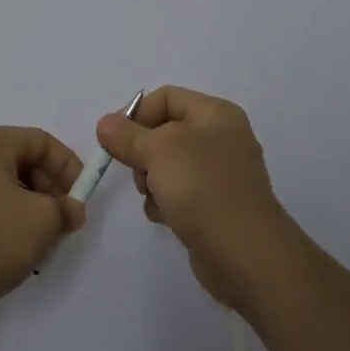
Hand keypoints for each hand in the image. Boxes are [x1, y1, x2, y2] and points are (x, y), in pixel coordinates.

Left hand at [0, 125, 86, 324]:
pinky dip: (2, 221)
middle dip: (48, 191)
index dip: (69, 167)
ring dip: (27, 210)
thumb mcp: (40, 223)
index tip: (81, 200)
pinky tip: (8, 252)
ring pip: (2, 186)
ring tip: (38, 244)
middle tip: (62, 224)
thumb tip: (70, 209)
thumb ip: (64, 211)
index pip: (42, 141)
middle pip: (21, 162)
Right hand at [95, 87, 296, 308]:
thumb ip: (127, 135)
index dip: (137, 114)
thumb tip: (105, 124)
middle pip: (165, 132)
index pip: (166, 97)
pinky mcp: (215, 205)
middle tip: (138, 173)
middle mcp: (221, 138)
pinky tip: (165, 217)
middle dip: (143, 152)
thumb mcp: (158, 151)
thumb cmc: (202, 188)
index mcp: (215, 114)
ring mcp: (220, 173)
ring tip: (154, 198)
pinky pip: (180, 192)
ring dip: (151, 180)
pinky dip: (166, 202)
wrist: (244, 253)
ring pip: (168, 165)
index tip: (114, 140)